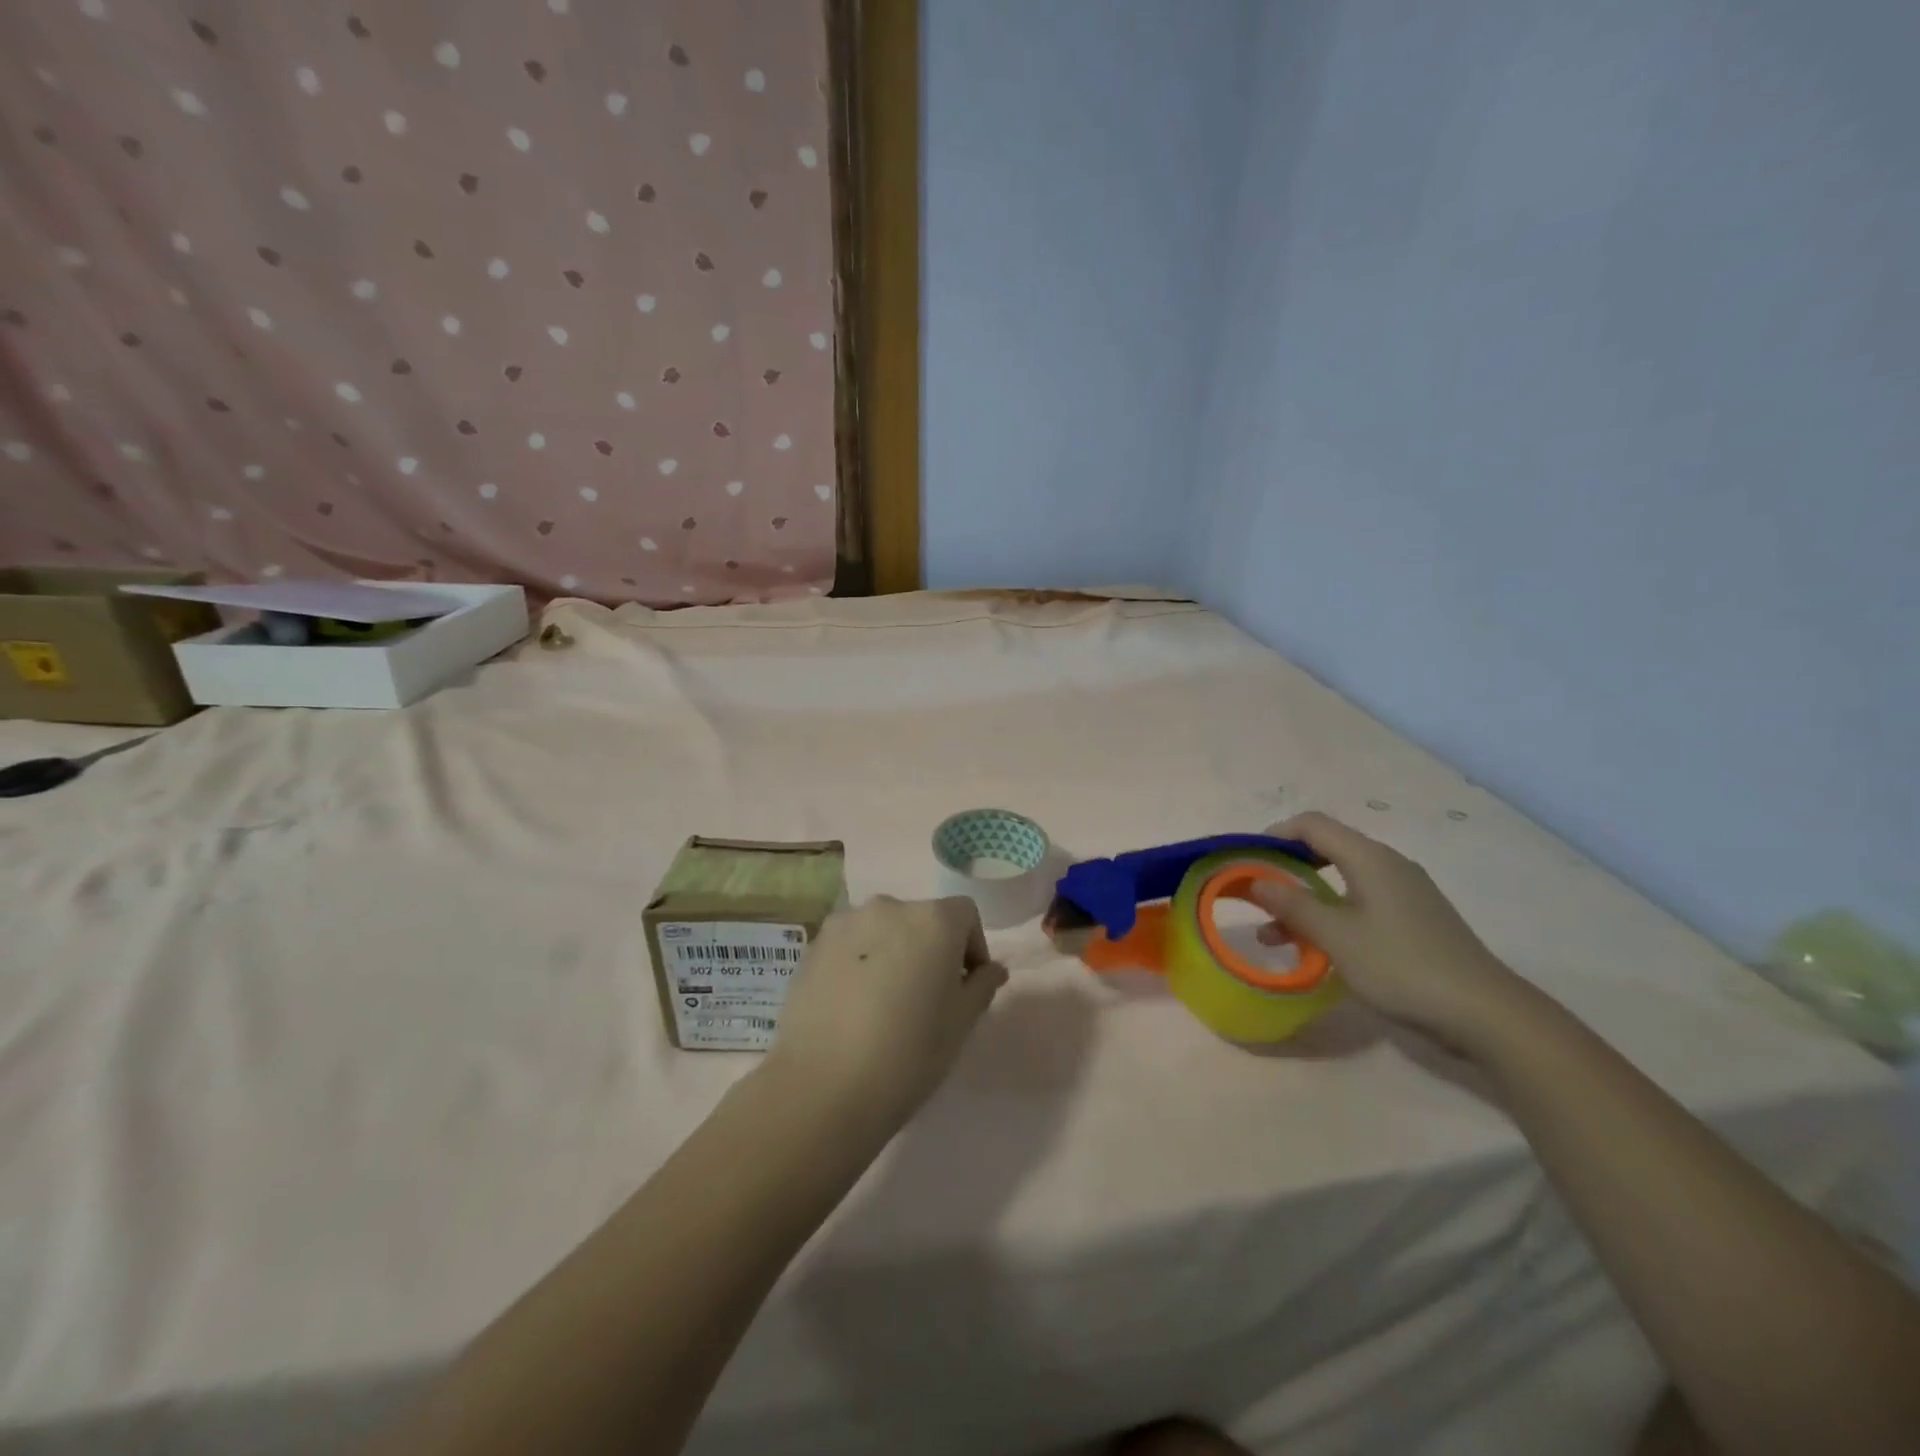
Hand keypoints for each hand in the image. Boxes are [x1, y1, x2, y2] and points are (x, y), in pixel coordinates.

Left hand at [763, 895, 1007, 1136]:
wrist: (823, 1087)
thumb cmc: (909, 1053)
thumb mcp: (961, 1023)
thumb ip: (982, 986)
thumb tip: (991, 969)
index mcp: (933, 919)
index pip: (965, 915)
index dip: (972, 948)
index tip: (966, 988)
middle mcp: (889, 907)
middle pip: (922, 920)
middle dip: (931, 950)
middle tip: (927, 999)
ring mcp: (845, 924)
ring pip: (883, 931)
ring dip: (893, 954)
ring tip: (886, 1004)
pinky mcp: (813, 946)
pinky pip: (850, 946)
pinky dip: (859, 964)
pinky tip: (853, 1008)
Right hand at [1250, 812, 1528, 1053]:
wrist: (1486, 1013)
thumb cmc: (1402, 966)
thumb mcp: (1336, 937)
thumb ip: (1293, 905)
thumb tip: (1257, 879)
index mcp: (1369, 858)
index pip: (1312, 825)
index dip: (1274, 835)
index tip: (1246, 861)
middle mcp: (1388, 865)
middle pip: (1326, 849)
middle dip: (1285, 869)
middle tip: (1256, 894)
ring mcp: (1405, 893)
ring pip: (1341, 882)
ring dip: (1304, 901)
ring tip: (1273, 935)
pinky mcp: (1414, 919)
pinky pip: (1360, 903)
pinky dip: (1330, 916)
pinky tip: (1317, 948)